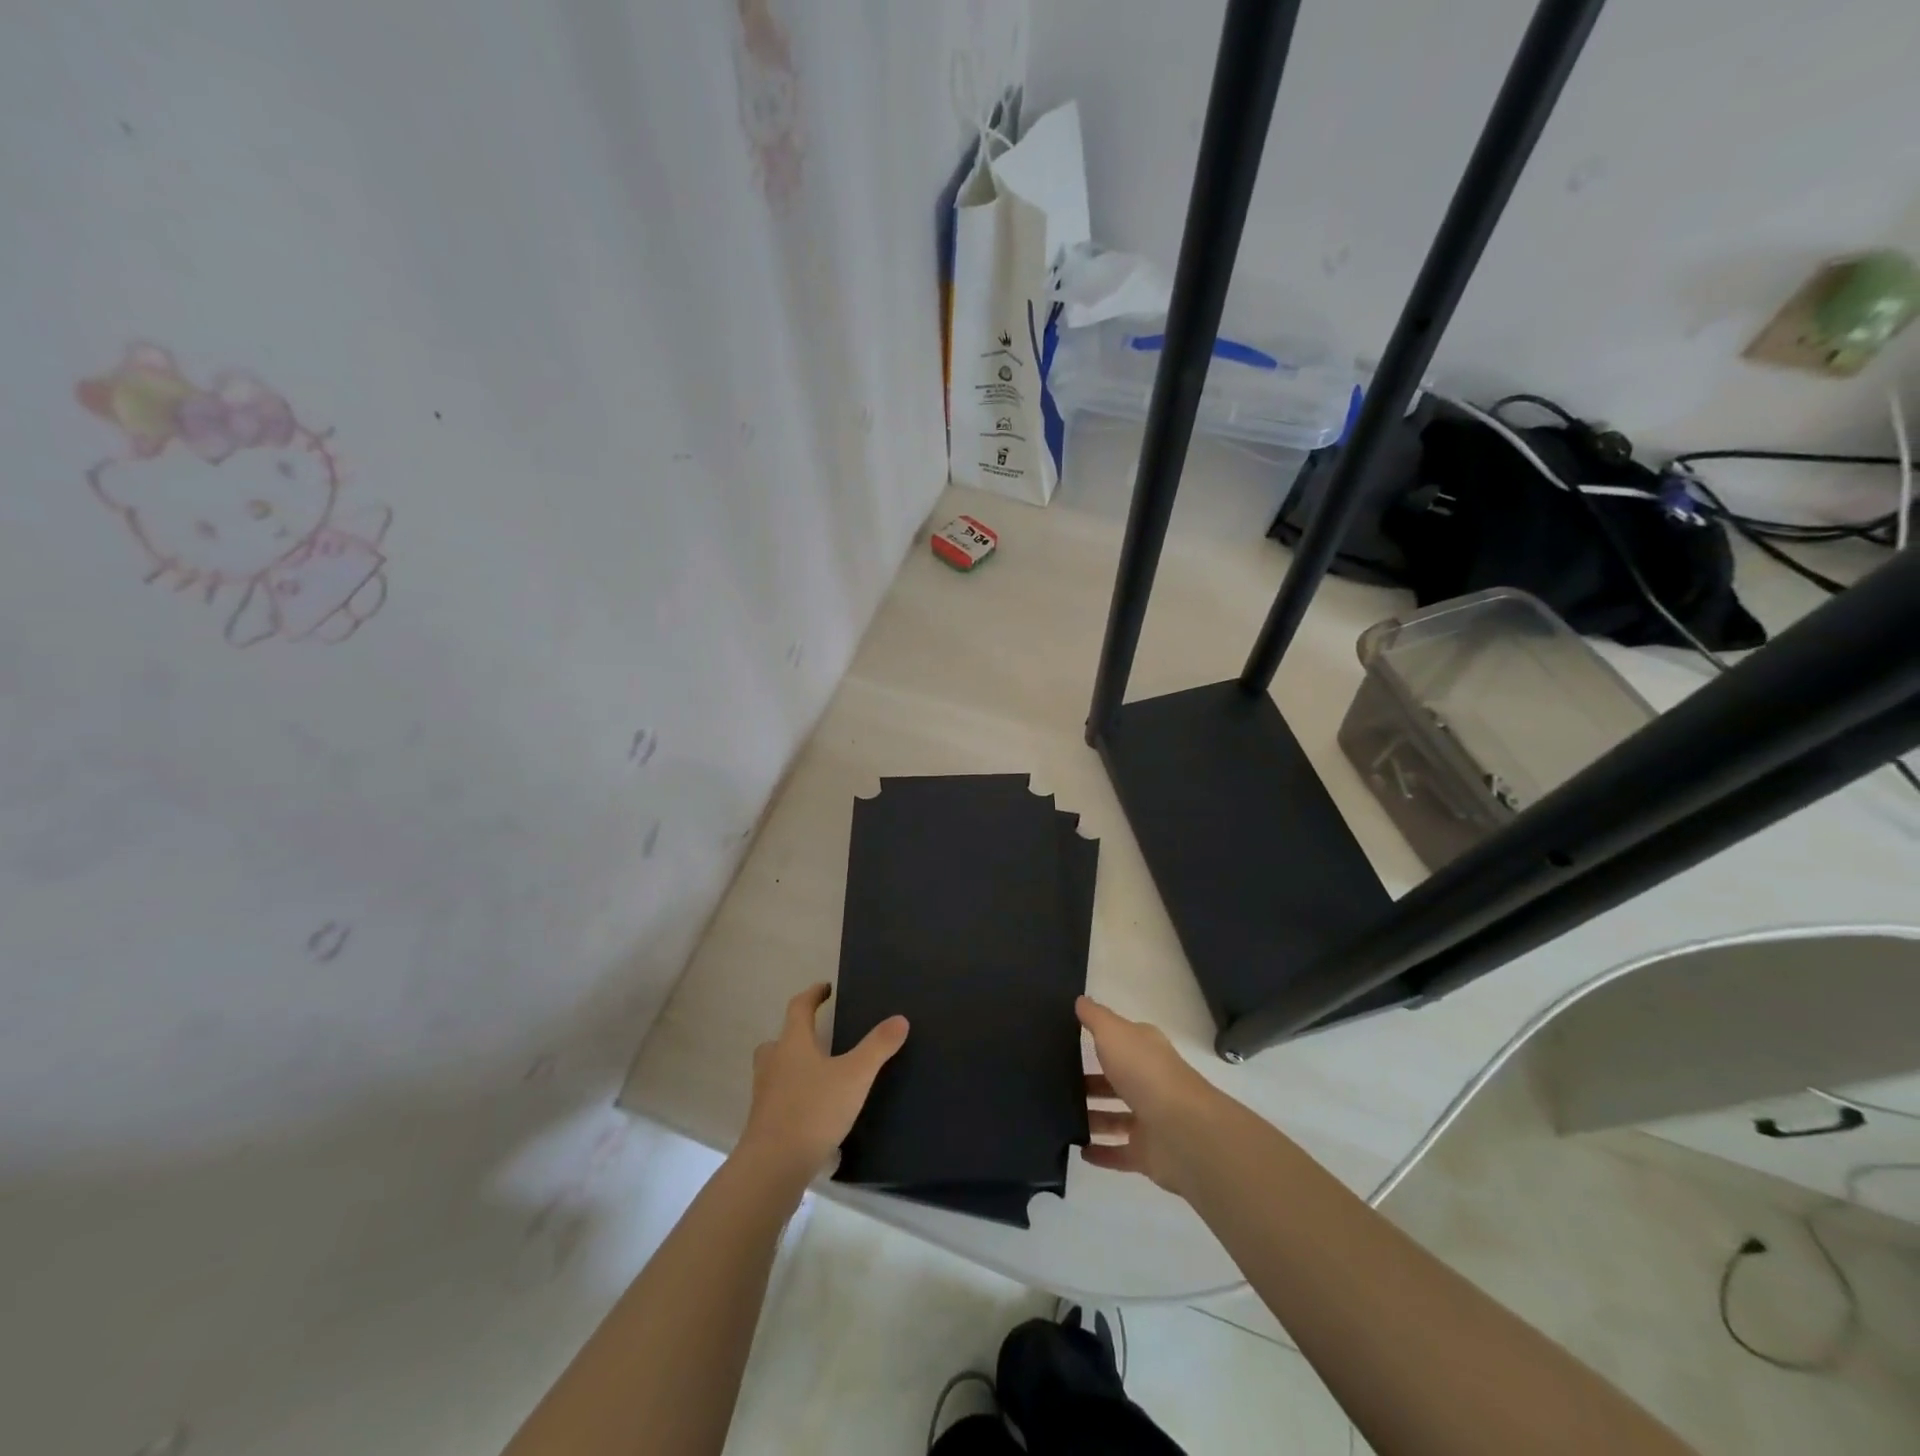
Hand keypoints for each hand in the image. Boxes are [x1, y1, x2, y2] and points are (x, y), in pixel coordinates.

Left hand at [738, 983, 907, 1181]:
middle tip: (818, 1037)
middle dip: (796, 1034)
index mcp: (792, 1044)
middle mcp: (773, 1064)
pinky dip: (795, 1100)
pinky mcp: (764, 1125)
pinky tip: (817, 1116)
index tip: (826, 988)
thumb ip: (877, 1047)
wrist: (772, 1168)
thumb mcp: (855, 1076)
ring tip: (821, 1077)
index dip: (813, 995)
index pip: (799, 1007)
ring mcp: (765, 1096)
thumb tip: (900, 1018)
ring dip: (794, 1068)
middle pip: (779, 1040)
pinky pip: (780, 1102)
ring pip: (776, 1072)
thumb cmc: (813, 1110)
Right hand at [1077, 996, 1225, 1196]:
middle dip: (1090, 1082)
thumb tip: (1080, 999)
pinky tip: (1077, 1149)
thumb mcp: (1114, 1033)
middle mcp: (1149, 1082)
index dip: (1099, 1039)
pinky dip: (1100, 1152)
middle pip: (1116, 1080)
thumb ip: (1095, 1017)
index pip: (1120, 1041)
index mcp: (1145, 1050)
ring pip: (1115, 1117)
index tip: (1067, 1041)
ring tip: (1058, 1116)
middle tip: (1054, 1083)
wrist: (1182, 1131)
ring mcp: (1150, 1120)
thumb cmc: (1145, 1072)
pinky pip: (1119, 1153)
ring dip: (1092, 1117)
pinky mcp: (1147, 1154)